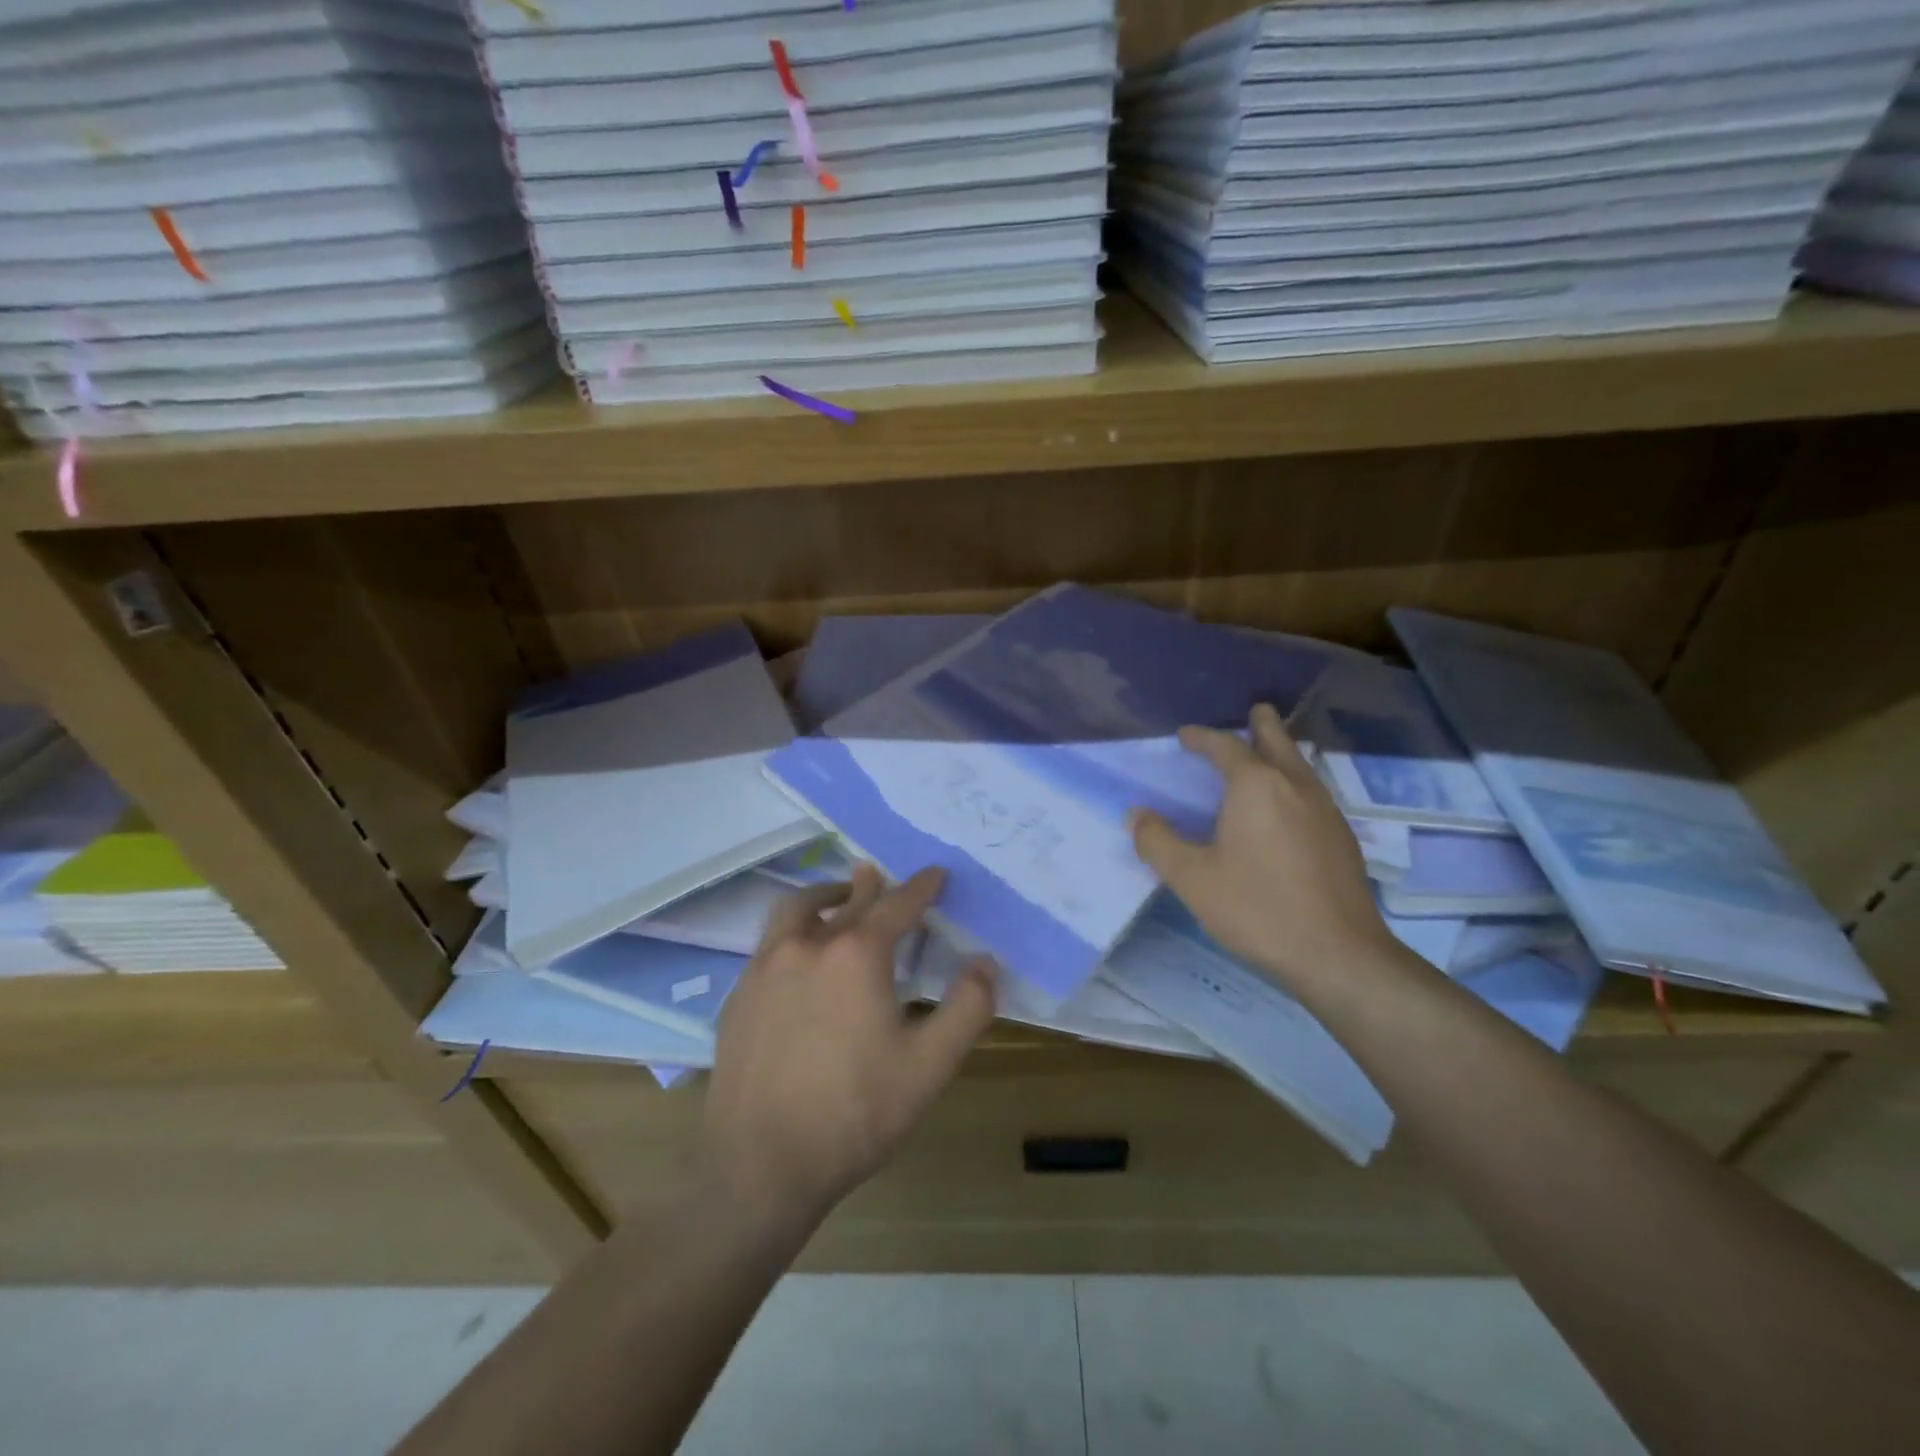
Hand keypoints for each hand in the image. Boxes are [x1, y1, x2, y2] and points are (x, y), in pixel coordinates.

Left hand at [703, 865, 995, 1222]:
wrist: (759, 1164)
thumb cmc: (854, 1113)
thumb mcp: (929, 1066)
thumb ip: (967, 1008)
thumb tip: (986, 963)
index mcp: (857, 954)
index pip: (897, 905)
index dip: (922, 887)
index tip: (936, 873)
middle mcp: (808, 945)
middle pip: (847, 901)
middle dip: (871, 886)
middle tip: (882, 877)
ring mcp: (765, 967)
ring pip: (797, 910)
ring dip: (823, 898)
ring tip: (837, 899)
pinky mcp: (739, 994)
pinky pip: (770, 942)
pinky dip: (793, 930)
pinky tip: (798, 956)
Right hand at [1130, 703, 1394, 993]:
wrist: (1338, 955)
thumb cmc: (1257, 909)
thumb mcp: (1191, 878)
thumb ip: (1157, 841)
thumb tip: (1135, 814)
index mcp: (1256, 786)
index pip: (1225, 746)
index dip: (1203, 737)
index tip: (1185, 736)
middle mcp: (1294, 786)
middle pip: (1277, 741)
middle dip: (1261, 724)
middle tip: (1254, 711)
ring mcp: (1325, 810)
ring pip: (1299, 766)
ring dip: (1280, 752)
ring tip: (1266, 752)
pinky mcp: (1342, 838)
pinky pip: (1311, 791)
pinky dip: (1293, 781)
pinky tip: (1286, 806)